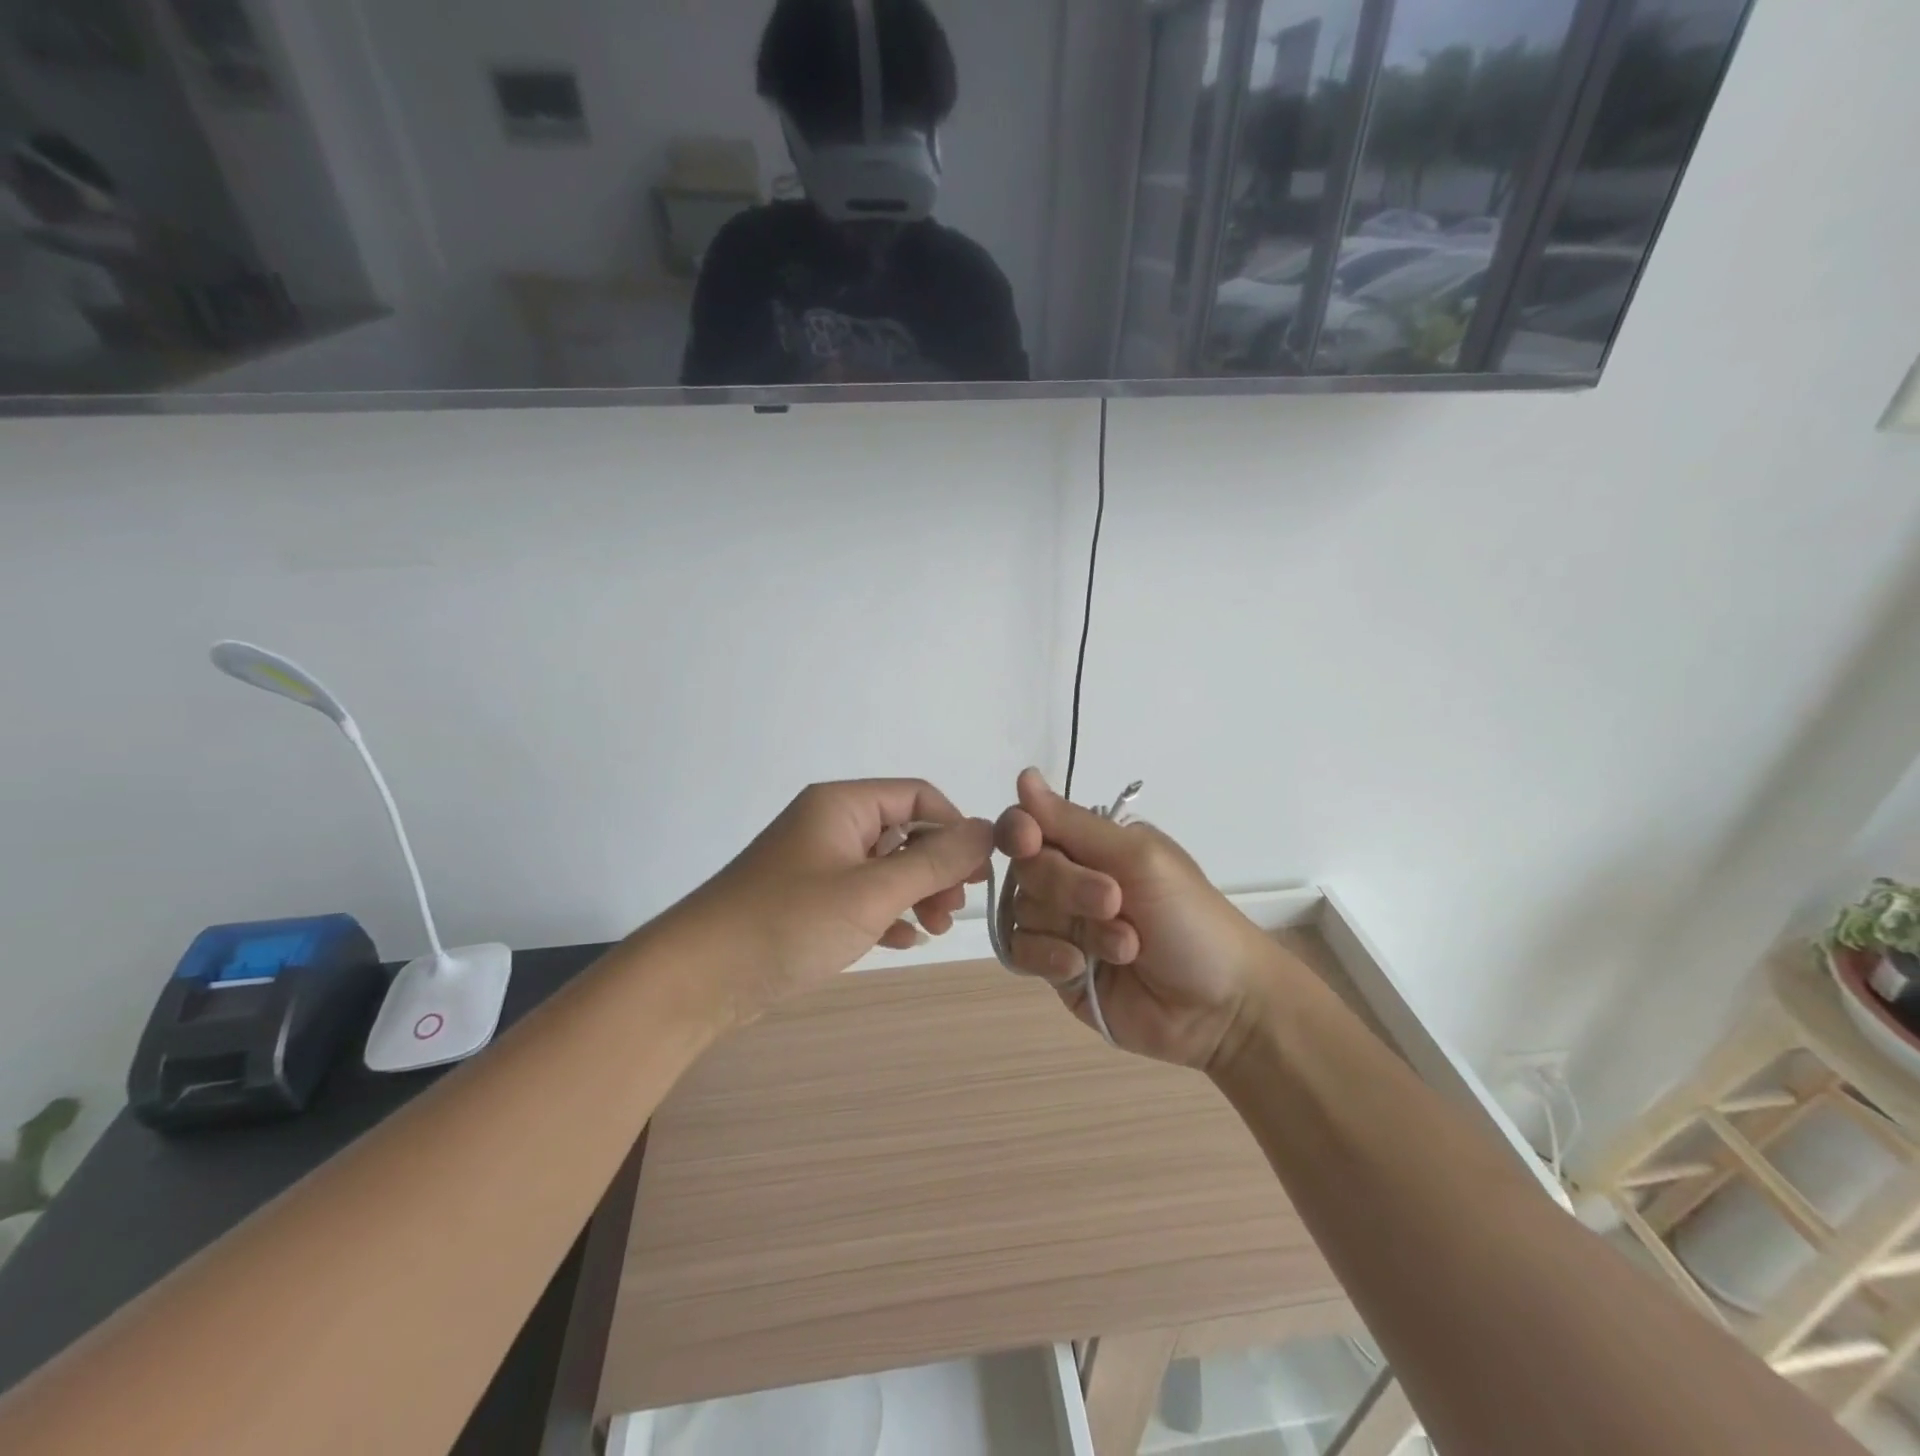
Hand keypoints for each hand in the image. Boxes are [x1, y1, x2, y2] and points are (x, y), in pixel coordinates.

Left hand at [677, 779, 991, 1020]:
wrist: (697, 978)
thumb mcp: (872, 892)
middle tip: (953, 911)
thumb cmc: (788, 923)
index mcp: (843, 805)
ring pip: (885, 867)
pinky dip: (887, 912)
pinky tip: (902, 940)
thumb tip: (988, 829)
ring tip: (934, 929)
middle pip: (904, 832)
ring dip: (916, 893)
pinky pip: (861, 895)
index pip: (919, 797)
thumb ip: (935, 861)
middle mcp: (830, 824)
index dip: (956, 829)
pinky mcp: (806, 900)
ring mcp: (816, 863)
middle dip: (937, 868)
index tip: (979, 873)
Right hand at [994, 768, 1289, 1070]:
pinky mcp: (1056, 968)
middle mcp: (1071, 879)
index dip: (1020, 830)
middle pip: (1026, 869)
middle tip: (1114, 903)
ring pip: (1023, 911)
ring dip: (1072, 927)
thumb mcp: (1139, 858)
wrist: (1220, 1007)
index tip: (1029, 841)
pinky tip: (1079, 967)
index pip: (1031, 824)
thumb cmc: (1191, 919)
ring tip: (1124, 947)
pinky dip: (1047, 957)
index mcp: (1092, 845)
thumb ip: (1074, 823)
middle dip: (1066, 886)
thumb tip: (1023, 775)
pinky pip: (1020, 952)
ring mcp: (1061, 925)